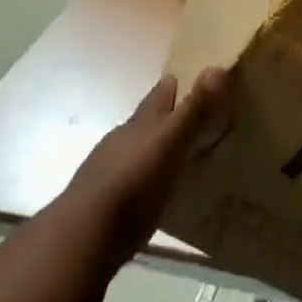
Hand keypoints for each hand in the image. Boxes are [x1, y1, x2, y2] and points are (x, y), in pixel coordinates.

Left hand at [58, 69, 229, 264]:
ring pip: (133, 149)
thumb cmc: (134, 183)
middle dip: (162, 115)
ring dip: (151, 148)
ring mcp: (107, 170)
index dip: (172, 85)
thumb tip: (217, 66)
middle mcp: (121, 140)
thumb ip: (194, 110)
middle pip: (143, 120)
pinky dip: (142, 178)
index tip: (185, 77)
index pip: (159, 95)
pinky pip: (128, 180)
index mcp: (140, 124)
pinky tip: (150, 189)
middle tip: (185, 114)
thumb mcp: (170, 144)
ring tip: (171, 153)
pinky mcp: (102, 202)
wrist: (83, 235)